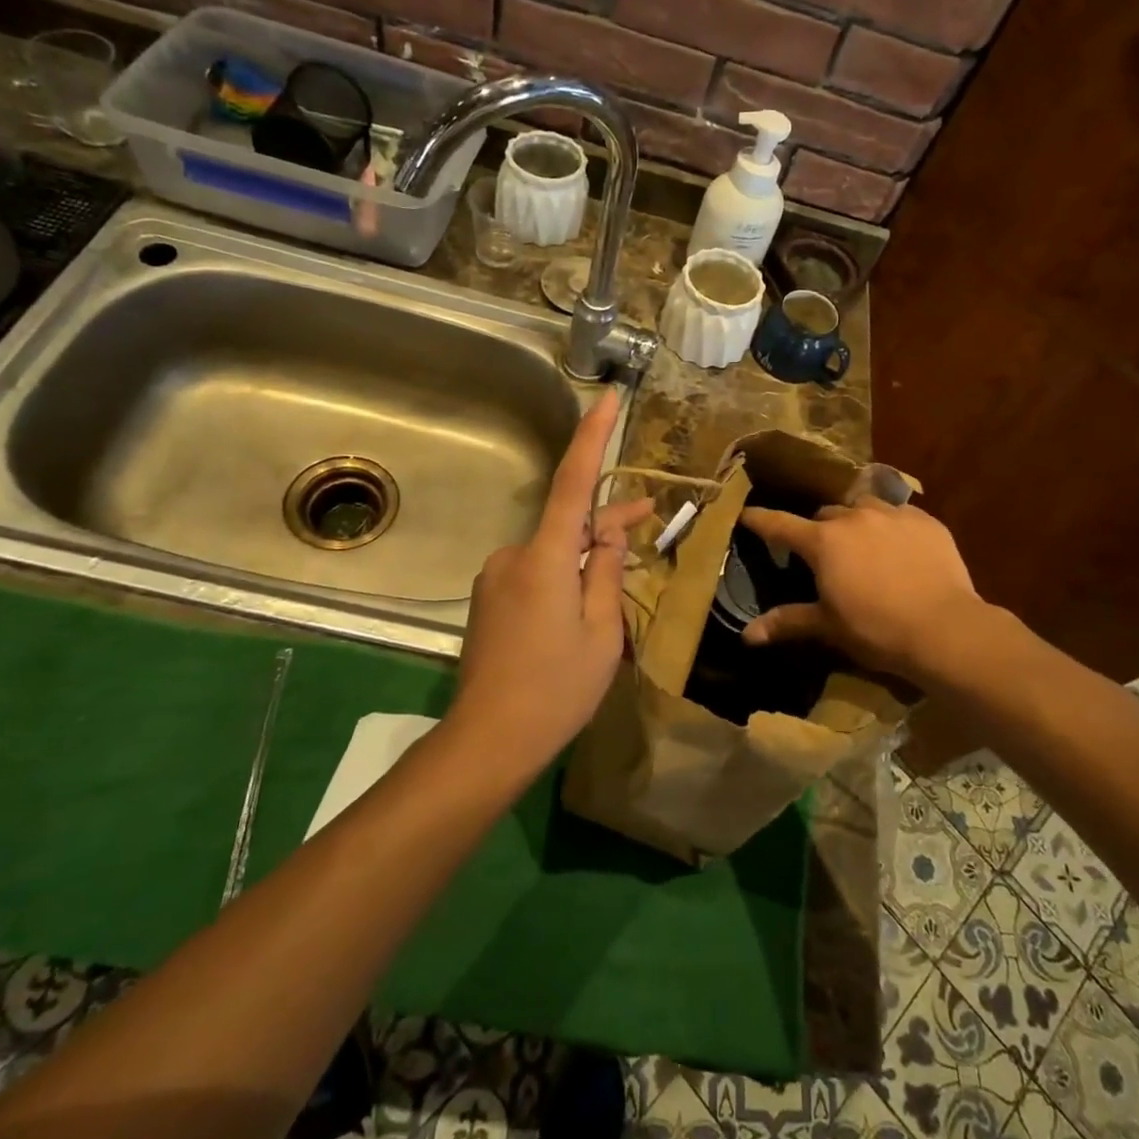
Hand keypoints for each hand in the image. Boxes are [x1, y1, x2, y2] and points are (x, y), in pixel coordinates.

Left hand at [448, 389, 651, 778]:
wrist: (488, 740)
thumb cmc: (556, 688)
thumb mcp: (601, 631)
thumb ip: (606, 571)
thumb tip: (609, 529)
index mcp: (545, 557)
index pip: (572, 482)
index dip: (591, 437)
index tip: (606, 398)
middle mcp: (513, 556)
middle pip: (567, 523)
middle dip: (607, 522)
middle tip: (651, 517)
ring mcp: (496, 579)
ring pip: (552, 554)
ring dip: (585, 560)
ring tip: (617, 589)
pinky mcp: (489, 601)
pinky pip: (535, 575)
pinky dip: (563, 580)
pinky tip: (580, 614)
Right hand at [738, 497, 987, 686]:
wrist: (945, 628)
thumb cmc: (876, 629)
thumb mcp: (828, 626)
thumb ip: (787, 622)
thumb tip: (747, 636)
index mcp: (822, 541)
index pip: (779, 524)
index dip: (759, 519)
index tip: (745, 513)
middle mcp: (853, 518)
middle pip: (825, 514)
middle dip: (819, 529)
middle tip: (822, 553)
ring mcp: (892, 514)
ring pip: (863, 507)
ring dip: (855, 521)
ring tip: (862, 544)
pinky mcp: (925, 521)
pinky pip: (899, 514)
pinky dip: (891, 527)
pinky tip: (899, 548)